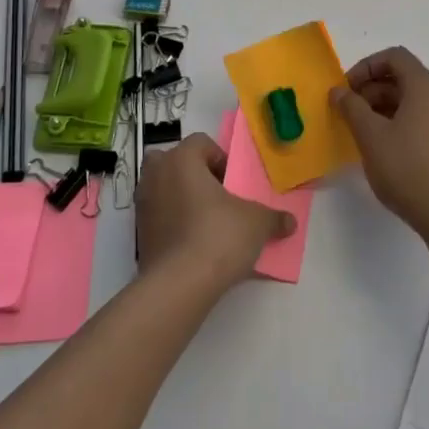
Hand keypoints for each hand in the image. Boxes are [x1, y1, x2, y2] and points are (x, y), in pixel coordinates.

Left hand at [136, 134, 295, 292]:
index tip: (233, 183)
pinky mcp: (138, 234)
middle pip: (173, 161)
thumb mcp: (257, 223)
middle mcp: (156, 175)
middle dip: (192, 173)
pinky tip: (192, 243)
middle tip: (215, 196)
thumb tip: (290, 222)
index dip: (219, 158)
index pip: (200, 142)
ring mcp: (143, 205)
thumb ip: (273, 218)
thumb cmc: (218, 237)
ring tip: (204, 221)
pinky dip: (171, 222)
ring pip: (161, 188)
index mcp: (182, 160)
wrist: (179, 286)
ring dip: (179, 197)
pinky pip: (157, 215)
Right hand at [331, 47, 428, 247]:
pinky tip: (383, 147)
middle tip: (348, 112)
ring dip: (382, 106)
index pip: (394, 57)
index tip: (346, 89)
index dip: (366, 66)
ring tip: (361, 131)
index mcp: (425, 87)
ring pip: (411, 99)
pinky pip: (421, 118)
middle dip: (371, 88)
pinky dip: (399, 121)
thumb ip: (352, 108)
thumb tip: (339, 91)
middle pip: (403, 77)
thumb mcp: (371, 137)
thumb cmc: (408, 169)